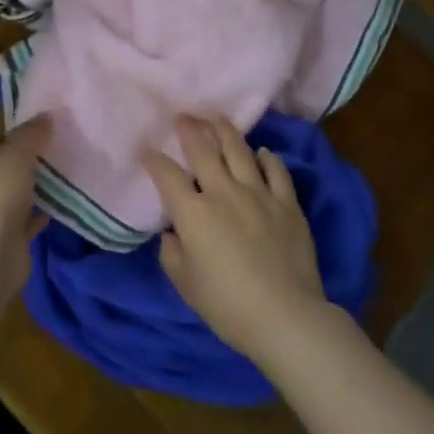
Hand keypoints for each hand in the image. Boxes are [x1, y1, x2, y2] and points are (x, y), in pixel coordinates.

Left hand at [0, 116, 51, 290]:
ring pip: (8, 199)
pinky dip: (36, 217)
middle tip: (51, 155)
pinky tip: (57, 207)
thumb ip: (31, 133)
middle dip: (20, 166)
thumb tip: (46, 116)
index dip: (7, 137)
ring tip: (58, 179)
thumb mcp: (16, 152)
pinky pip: (22, 224)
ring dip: (29, 192)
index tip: (34, 134)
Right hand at [142, 116, 329, 363]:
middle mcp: (224, 193)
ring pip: (239, 150)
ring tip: (216, 119)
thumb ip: (172, 254)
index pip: (167, 176)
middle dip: (189, 129)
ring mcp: (259, 194)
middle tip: (183, 116)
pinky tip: (261, 153)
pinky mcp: (288, 204)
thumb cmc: (227, 305)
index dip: (153, 160)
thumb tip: (173, 234)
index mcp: (194, 213)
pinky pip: (276, 171)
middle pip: (203, 150)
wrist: (285, 316)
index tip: (146, 150)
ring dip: (225, 131)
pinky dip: (266, 158)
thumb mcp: (186, 284)